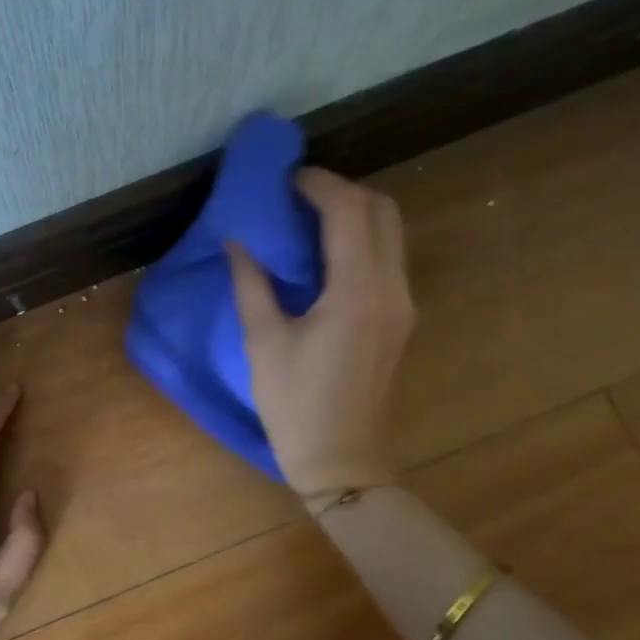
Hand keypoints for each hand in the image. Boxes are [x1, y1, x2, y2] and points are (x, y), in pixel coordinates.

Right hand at [226, 167, 415, 497]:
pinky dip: (361, 238)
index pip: (348, 211)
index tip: (283, 180)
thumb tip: (237, 241)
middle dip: (342, 190)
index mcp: (357, 291)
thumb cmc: (295, 404)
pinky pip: (388, 257)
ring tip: (308, 218)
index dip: (317, 184)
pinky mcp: (400, 318)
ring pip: (391, 231)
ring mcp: (403, 303)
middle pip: (382, 210)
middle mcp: (391, 288)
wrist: (342, 460)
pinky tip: (325, 253)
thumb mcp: (263, 341)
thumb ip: (251, 283)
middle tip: (297, 196)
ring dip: (354, 212)